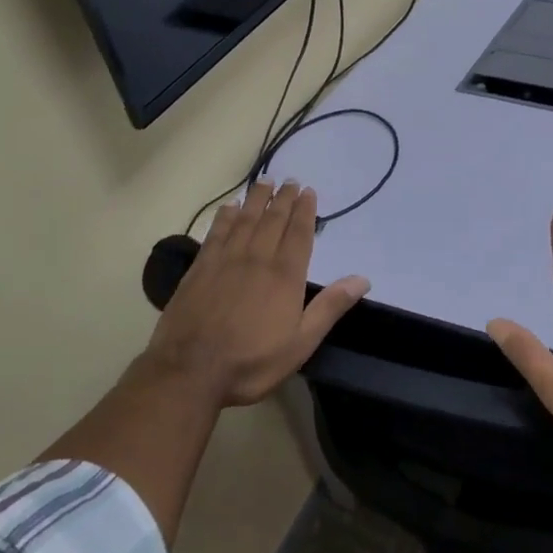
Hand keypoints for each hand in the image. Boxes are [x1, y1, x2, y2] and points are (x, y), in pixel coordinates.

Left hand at [140, 180, 368, 407]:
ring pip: (245, 220)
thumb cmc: (251, 362)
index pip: (298, 233)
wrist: (189, 372)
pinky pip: (216, 234)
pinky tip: (229, 207)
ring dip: (257, 199)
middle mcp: (257, 259)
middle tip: (290, 180)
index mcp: (285, 275)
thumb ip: (330, 307)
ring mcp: (225, 261)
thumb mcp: (301, 343)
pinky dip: (225, 217)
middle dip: (283, 199)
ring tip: (265, 182)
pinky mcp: (200, 269)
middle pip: (273, 220)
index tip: (308, 191)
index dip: (305, 210)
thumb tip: (362, 279)